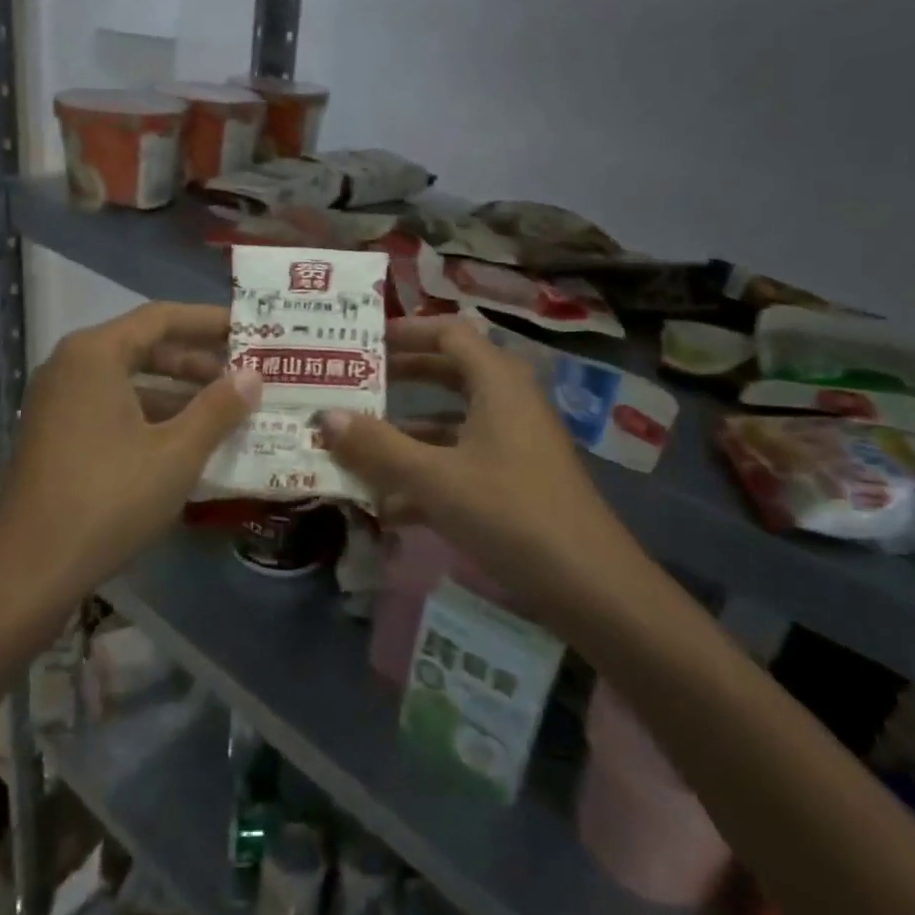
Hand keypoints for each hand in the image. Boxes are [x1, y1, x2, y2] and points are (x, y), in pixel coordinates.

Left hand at [0, 303, 259, 600]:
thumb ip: (218, 408)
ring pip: (129, 380)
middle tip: (244, 374)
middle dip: (196, 360)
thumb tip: (254, 375)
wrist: (29, 571)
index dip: (209, 321)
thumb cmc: (109, 499)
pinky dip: (151, 414)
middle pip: (143, 346)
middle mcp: (71, 366)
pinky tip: (186, 440)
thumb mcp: (176, 453)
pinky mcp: (56, 434)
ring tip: (225, 409)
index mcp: (95, 354)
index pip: (161, 317)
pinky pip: (112, 407)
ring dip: (177, 391)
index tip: (249, 329)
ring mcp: (58, 402)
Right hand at [321, 317, 637, 612]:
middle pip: (449, 372)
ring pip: (452, 421)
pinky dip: (427, 470)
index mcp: (497, 381)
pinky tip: (388, 505)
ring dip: (407, 431)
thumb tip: (325, 416)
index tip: (363, 340)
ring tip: (356, 444)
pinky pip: (462, 459)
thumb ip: (377, 446)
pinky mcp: (515, 478)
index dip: (405, 330)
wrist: (589, 584)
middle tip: (354, 383)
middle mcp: (509, 401)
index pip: (448, 333)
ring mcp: (515, 441)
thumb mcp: (435, 478)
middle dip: (400, 378)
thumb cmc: (510, 513)